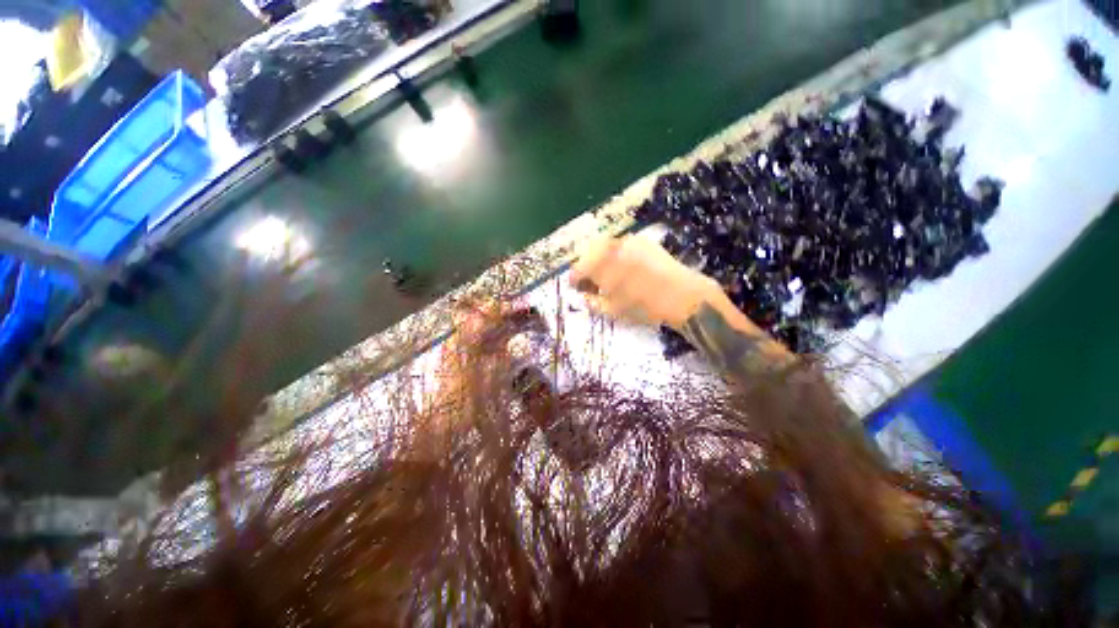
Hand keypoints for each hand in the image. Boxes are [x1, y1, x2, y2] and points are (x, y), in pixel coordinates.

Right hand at [569, 235, 722, 329]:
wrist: (681, 295)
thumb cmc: (645, 307)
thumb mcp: (614, 311)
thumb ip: (593, 302)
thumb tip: (583, 296)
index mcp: (602, 267)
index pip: (578, 269)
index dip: (574, 279)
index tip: (575, 287)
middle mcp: (611, 249)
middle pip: (589, 254)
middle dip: (586, 267)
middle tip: (590, 282)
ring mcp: (627, 242)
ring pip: (604, 247)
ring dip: (599, 259)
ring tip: (606, 275)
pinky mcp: (642, 241)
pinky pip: (620, 245)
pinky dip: (615, 255)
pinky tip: (623, 267)